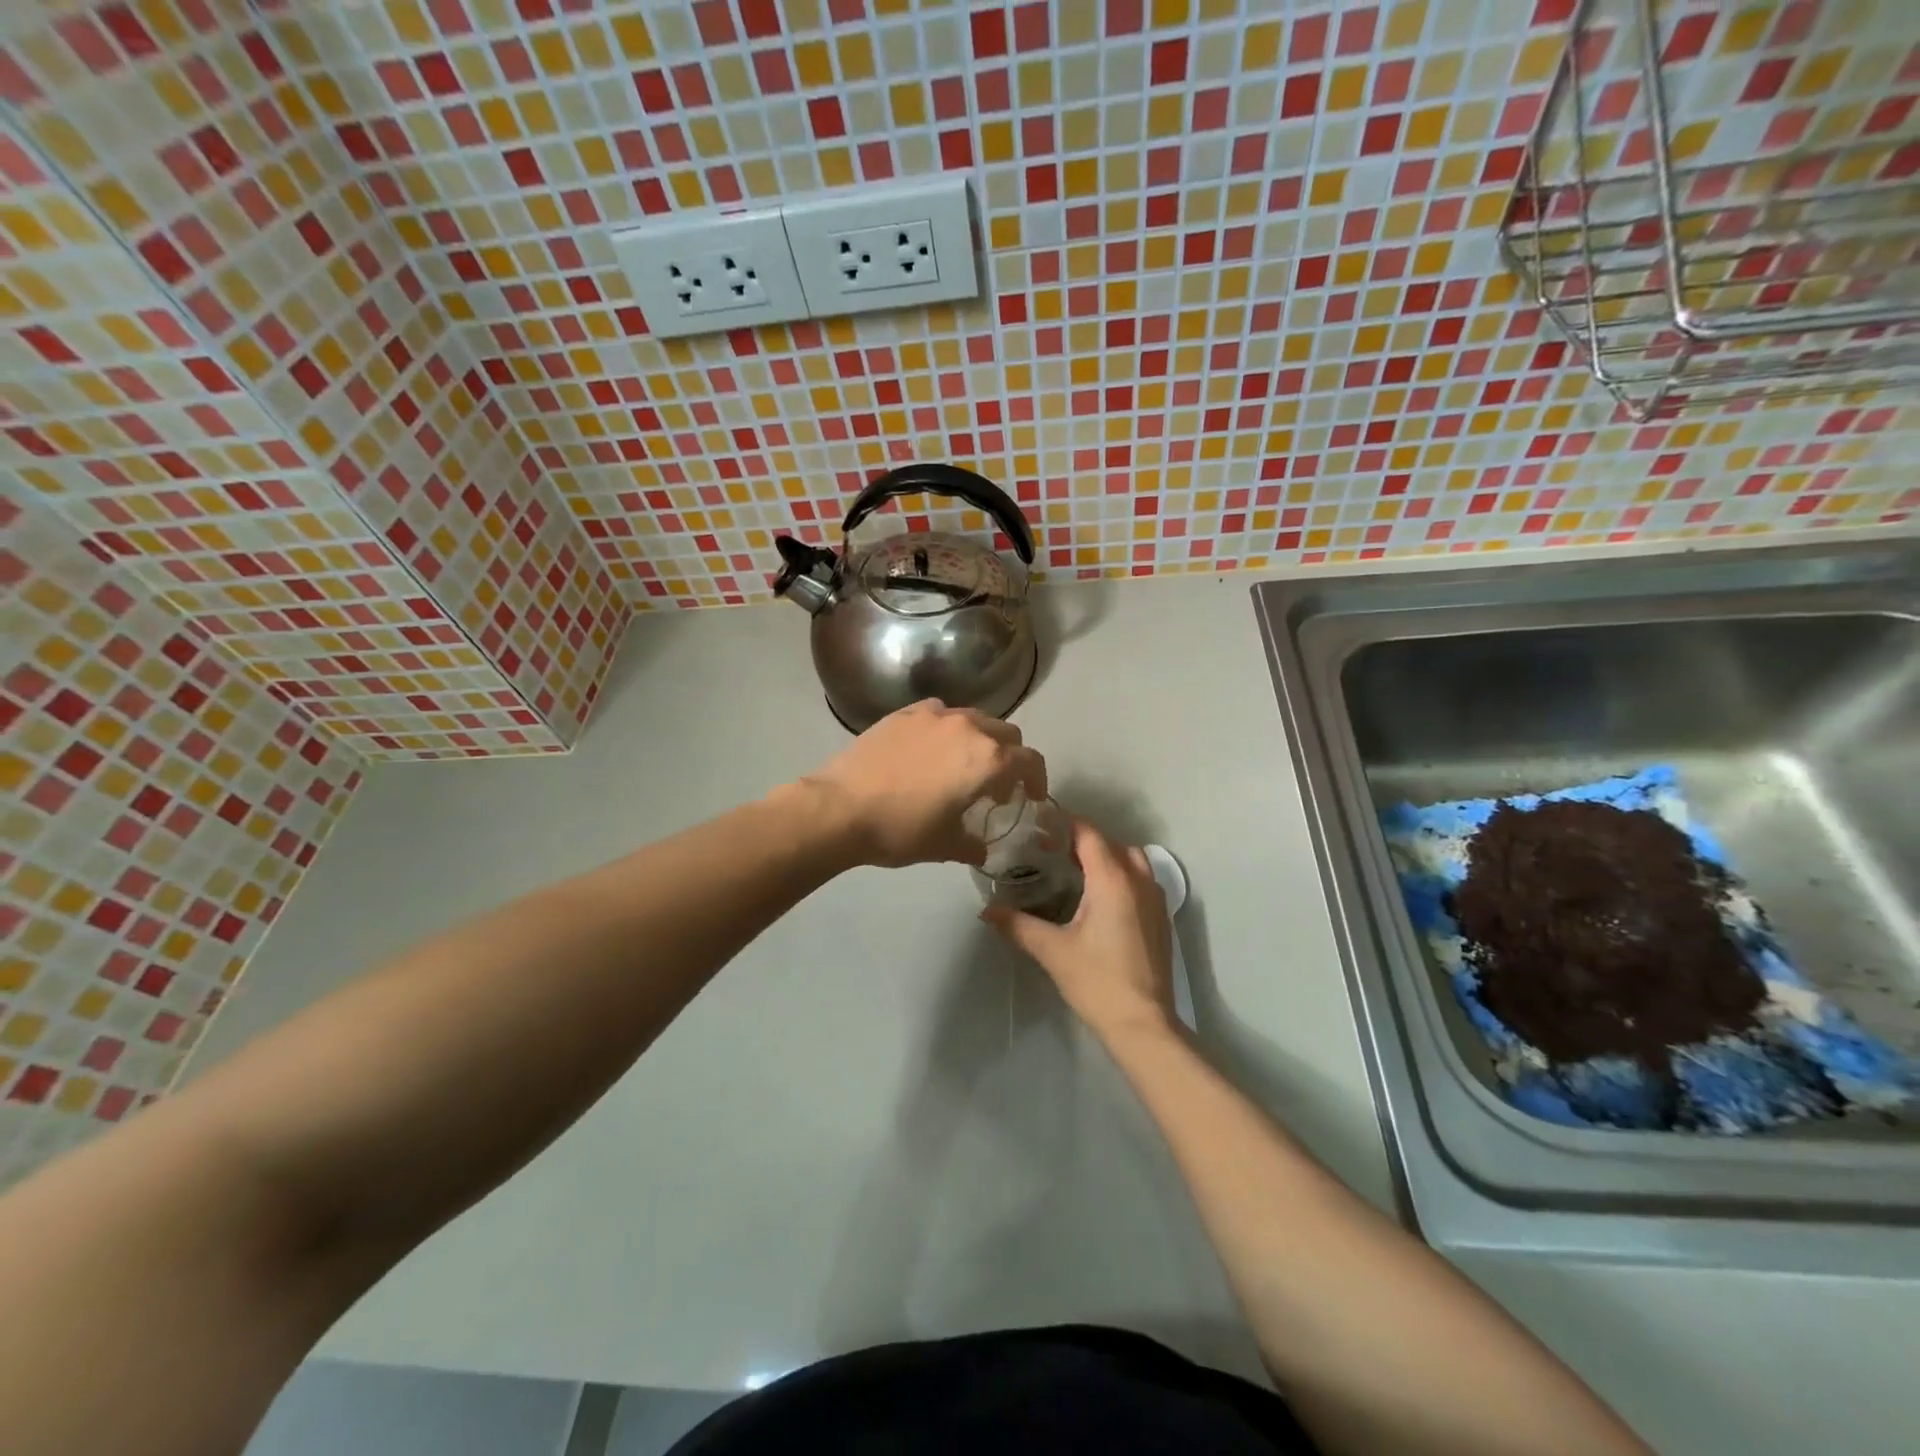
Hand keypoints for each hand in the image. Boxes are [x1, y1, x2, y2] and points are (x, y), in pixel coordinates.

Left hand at [798, 700, 1047, 868]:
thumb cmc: (901, 829)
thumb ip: (972, 845)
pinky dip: (946, 729)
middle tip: (997, 784)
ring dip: (979, 740)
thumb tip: (980, 849)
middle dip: (1010, 757)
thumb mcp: (945, 846)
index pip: (1030, 761)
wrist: (842, 808)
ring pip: (974, 719)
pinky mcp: (905, 712)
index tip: (1031, 797)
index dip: (1037, 780)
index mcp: (988, 760)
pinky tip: (930, 750)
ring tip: (962, 764)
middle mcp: (968, 728)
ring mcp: (935, 715)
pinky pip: (939, 714)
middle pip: (1006, 734)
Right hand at [982, 819, 1177, 1043]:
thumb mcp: (1052, 950)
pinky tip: (1098, 898)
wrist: (1142, 1023)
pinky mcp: (1161, 918)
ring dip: (1105, 856)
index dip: (1064, 825)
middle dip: (1082, 840)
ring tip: (1075, 871)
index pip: (1089, 834)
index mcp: (1112, 880)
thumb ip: (1018, 925)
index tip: (1039, 827)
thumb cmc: (1096, 981)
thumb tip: (986, 911)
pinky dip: (1121, 875)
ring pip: (1131, 860)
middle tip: (1049, 851)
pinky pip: (1141, 880)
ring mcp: (1155, 899)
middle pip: (1110, 843)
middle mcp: (1139, 880)